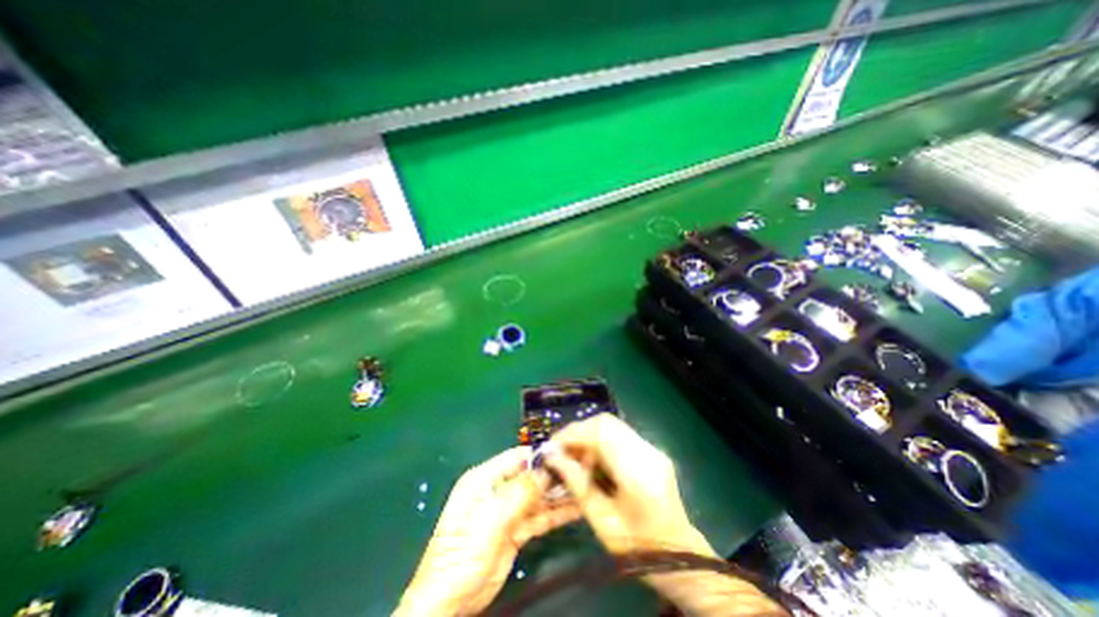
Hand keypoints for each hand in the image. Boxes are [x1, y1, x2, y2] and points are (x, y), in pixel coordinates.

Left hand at [398, 447, 583, 616]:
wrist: (450, 602)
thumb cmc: (463, 553)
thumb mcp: (492, 519)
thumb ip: (520, 493)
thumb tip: (545, 470)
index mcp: (485, 478)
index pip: (517, 457)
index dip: (540, 454)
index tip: (566, 453)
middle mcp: (498, 490)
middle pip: (530, 476)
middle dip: (554, 474)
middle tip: (582, 471)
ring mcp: (508, 511)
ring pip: (538, 497)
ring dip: (559, 494)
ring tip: (585, 487)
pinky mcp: (516, 530)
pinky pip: (539, 516)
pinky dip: (556, 513)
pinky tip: (576, 508)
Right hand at [542, 415, 784, 616]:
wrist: (680, 557)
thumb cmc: (637, 547)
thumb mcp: (600, 520)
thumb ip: (576, 483)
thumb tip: (551, 456)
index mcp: (637, 473)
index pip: (601, 433)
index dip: (573, 433)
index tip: (553, 445)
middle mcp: (648, 452)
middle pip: (606, 422)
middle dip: (579, 431)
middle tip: (561, 450)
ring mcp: (652, 448)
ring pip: (612, 425)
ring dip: (589, 435)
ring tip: (575, 457)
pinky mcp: (652, 449)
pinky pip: (620, 434)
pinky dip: (600, 440)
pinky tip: (593, 459)